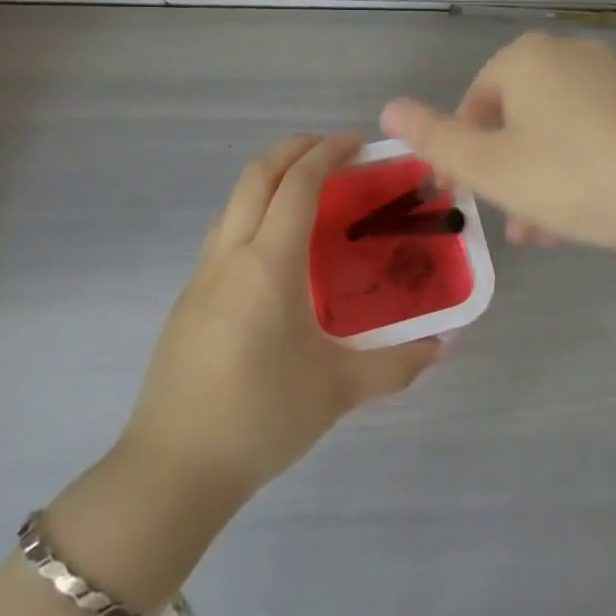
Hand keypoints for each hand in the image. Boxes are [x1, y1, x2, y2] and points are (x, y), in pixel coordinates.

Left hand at [117, 134, 439, 500]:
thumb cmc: (260, 420)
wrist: (172, 471)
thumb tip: (443, 345)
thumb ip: (397, 364)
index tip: (359, 144)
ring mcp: (202, 275)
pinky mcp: (188, 298)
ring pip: (234, 200)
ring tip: (309, 192)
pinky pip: (224, 231)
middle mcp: (231, 255)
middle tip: (335, 151)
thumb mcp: (338, 391)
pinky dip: (254, 211)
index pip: (297, 184)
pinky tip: (278, 249)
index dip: (328, 153)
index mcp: (268, 265)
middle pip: (257, 174)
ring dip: (270, 177)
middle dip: (295, 148)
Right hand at [379, 33, 615, 259]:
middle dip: (503, 170)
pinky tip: (581, 218)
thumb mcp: (490, 166)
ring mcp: (613, 79)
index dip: (460, 151)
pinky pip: (594, 136)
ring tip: (539, 233)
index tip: (461, 195)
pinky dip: (578, 170)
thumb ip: (435, 138)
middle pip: (517, 117)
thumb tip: (388, 108)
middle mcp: (568, 56)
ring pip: (556, 132)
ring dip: (538, 179)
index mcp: (525, 58)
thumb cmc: (571, 174)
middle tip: (503, 217)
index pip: (474, 101)